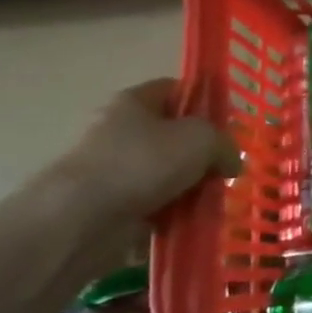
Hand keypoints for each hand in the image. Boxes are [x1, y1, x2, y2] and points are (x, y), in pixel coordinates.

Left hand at [53, 79, 235, 223]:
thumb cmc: (142, 163)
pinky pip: (153, 206)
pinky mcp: (110, 207)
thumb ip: (225, 144)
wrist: (79, 221)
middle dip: (202, 155)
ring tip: (214, 201)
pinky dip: (172, 215)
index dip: (205, 103)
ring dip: (190, 188)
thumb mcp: (201, 140)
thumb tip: (232, 162)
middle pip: (174, 136)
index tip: (229, 127)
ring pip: (166, 174)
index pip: (177, 89)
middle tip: (226, 170)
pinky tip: (192, 223)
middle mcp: (121, 130)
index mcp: (135, 101)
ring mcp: (114, 170)